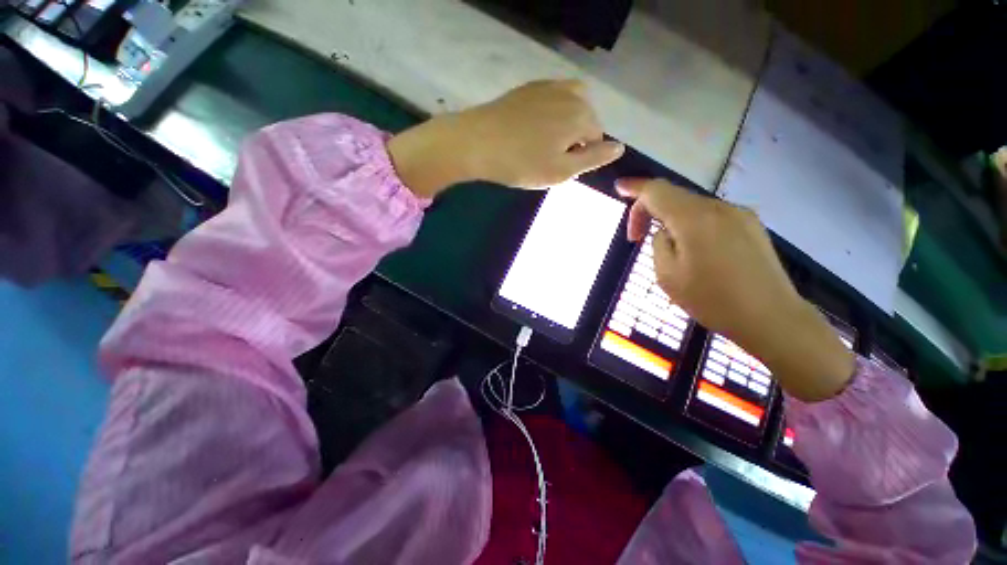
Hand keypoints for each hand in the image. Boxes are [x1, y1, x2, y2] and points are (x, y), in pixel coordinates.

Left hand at [387, 80, 624, 197]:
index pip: (596, 138)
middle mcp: (571, 93)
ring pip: (570, 109)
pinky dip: (549, 115)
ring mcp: (548, 86)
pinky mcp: (529, 88)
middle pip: (585, 120)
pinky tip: (531, 130)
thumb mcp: (561, 171)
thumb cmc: (521, 163)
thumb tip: (620, 147)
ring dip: (563, 126)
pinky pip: (551, 100)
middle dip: (573, 140)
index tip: (557, 168)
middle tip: (546, 159)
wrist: (477, 142)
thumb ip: (593, 158)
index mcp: (582, 115)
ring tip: (542, 145)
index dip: (580, 158)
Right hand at [617, 178, 854, 401]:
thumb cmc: (712, 300)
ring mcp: (740, 215)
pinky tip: (696, 252)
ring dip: (672, 222)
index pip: (657, 191)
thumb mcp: (667, 275)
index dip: (635, 188)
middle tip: (637, 238)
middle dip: (650, 212)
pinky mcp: (752, 226)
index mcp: (694, 219)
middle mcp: (718, 208)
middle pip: (675, 197)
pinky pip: (711, 218)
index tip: (619, 189)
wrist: (771, 318)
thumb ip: (658, 244)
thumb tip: (665, 232)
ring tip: (669, 252)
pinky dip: (693, 227)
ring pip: (693, 208)